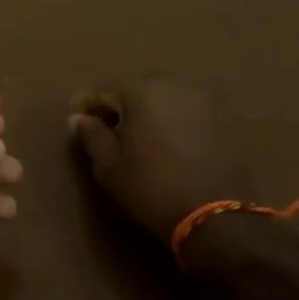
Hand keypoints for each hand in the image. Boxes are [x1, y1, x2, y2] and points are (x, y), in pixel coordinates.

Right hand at [68, 77, 253, 241]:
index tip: (75, 121)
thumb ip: (91, 135)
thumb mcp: (108, 166)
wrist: (214, 214)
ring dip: (148, 111)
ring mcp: (203, 100)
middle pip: (136, 89)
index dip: (84, 104)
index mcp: (141, 92)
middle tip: (108, 129)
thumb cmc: (150, 188)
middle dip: (119, 105)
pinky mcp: (223, 119)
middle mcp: (174, 85)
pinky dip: (173, 121)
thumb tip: (80, 118)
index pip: (103, 89)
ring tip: (140, 137)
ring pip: (164, 98)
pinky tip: (169, 144)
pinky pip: (187, 112)